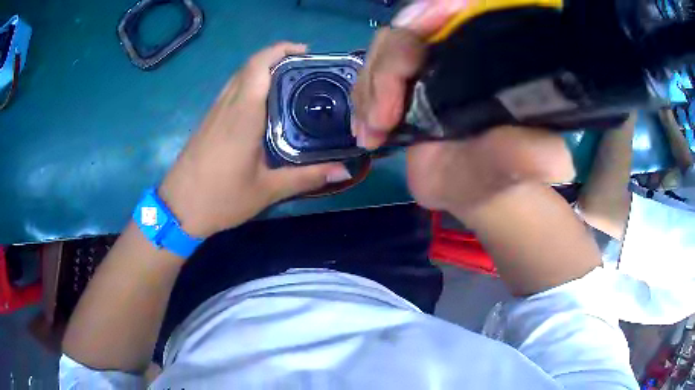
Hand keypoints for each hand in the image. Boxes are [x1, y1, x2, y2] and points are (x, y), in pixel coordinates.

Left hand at [160, 43, 350, 237]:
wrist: (178, 209)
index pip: (258, 66)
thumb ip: (306, 177)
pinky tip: (264, 102)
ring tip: (290, 80)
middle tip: (306, 66)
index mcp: (242, 115)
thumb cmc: (221, 199)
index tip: (305, 51)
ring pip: (239, 76)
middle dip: (277, 56)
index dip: (280, 50)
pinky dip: (250, 83)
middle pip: (250, 65)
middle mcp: (227, 105)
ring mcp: (214, 111)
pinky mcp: (208, 120)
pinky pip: (231, 90)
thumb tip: (343, 171)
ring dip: (262, 68)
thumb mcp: (267, 190)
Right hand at [352, 6, 574, 216]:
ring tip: (372, 131)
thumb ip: (531, 157)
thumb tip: (556, 160)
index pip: (455, 10)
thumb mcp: (519, 166)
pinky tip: (366, 133)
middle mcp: (454, 50)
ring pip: (383, 51)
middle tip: (383, 116)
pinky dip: (361, 102)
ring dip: (369, 89)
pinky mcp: (402, 83)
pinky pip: (370, 77)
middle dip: (388, 65)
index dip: (432, 11)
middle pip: (409, 29)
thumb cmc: (502, 173)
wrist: (477, 187)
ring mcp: (424, 64)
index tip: (416, 35)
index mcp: (487, 55)